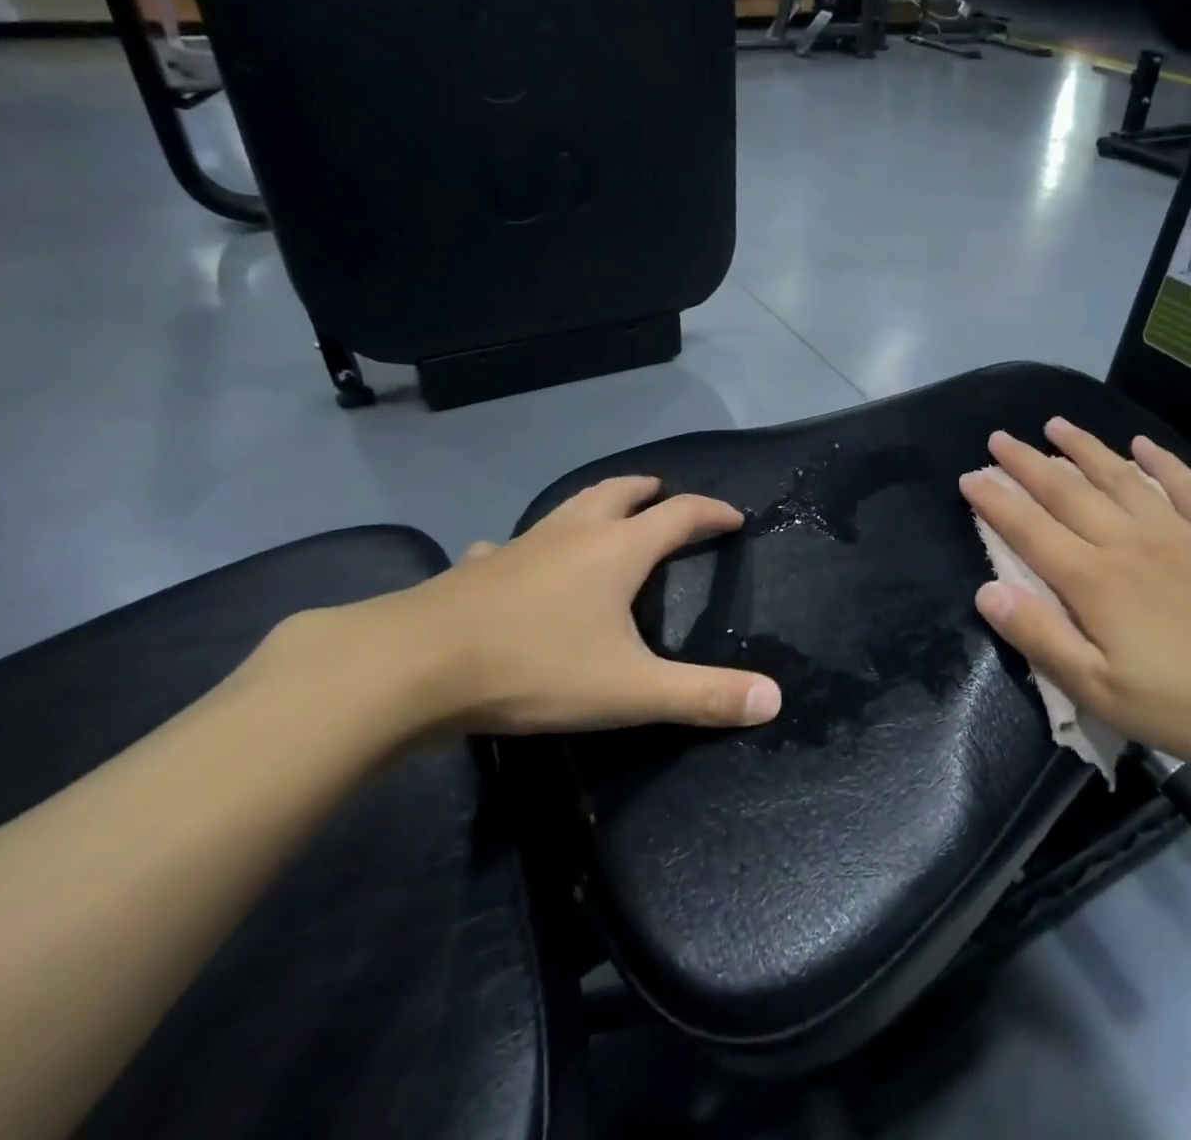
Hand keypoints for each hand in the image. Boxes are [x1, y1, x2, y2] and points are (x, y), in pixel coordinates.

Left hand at [273, 478, 780, 738]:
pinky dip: (531, 545)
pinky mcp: (480, 566)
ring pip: (570, 507)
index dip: (711, 513)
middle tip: (665, 496)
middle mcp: (574, 533)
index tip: (733, 518)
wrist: (416, 666)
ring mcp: (522, 544)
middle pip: (621, 493)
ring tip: (607, 513)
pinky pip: (513, 544)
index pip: (680, 514)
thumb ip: (703, 696)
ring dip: (597, 503)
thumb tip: (774, 699)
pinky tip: (516, 560)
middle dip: (650, 492)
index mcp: (617, 550)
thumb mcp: (630, 691)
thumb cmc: (536, 667)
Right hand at [958, 419, 1190, 780]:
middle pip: (1067, 493)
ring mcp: (1180, 534)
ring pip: (1120, 478)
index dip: (995, 502)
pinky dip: (1162, 462)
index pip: (1030, 530)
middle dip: (1027, 463)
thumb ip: (1041, 638)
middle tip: (998, 438)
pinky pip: (1186, 488)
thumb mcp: (1104, 692)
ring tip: (1056, 424)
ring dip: (1084, 448)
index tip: (969, 477)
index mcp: (1095, 581)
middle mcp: (1130, 543)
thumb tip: (987, 591)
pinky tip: (1143, 445)